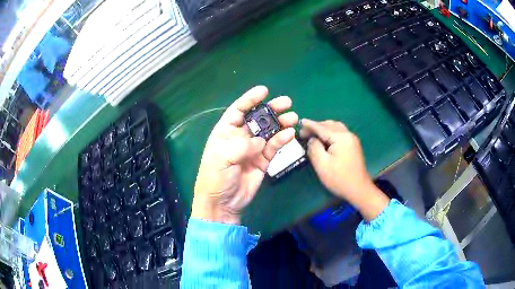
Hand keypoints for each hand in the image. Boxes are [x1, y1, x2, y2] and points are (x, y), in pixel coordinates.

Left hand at [192, 86, 298, 224]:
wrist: (223, 203)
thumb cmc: (215, 178)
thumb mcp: (222, 159)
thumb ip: (241, 146)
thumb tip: (260, 141)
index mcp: (225, 132)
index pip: (238, 110)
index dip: (250, 99)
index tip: (264, 91)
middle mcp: (240, 137)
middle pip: (257, 118)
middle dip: (271, 109)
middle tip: (287, 102)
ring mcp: (253, 148)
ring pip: (269, 131)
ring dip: (281, 123)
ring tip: (293, 117)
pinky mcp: (263, 160)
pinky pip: (273, 147)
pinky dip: (282, 139)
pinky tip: (290, 133)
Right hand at [300, 119, 388, 220]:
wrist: (359, 190)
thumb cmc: (339, 179)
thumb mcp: (322, 165)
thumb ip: (314, 148)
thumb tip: (312, 139)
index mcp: (341, 138)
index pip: (322, 128)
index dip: (309, 125)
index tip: (299, 122)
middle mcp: (348, 134)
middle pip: (329, 125)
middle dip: (316, 126)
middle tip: (304, 132)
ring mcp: (352, 139)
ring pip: (336, 127)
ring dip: (324, 128)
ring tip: (313, 134)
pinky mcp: (354, 145)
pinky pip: (340, 132)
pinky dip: (330, 132)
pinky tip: (325, 139)